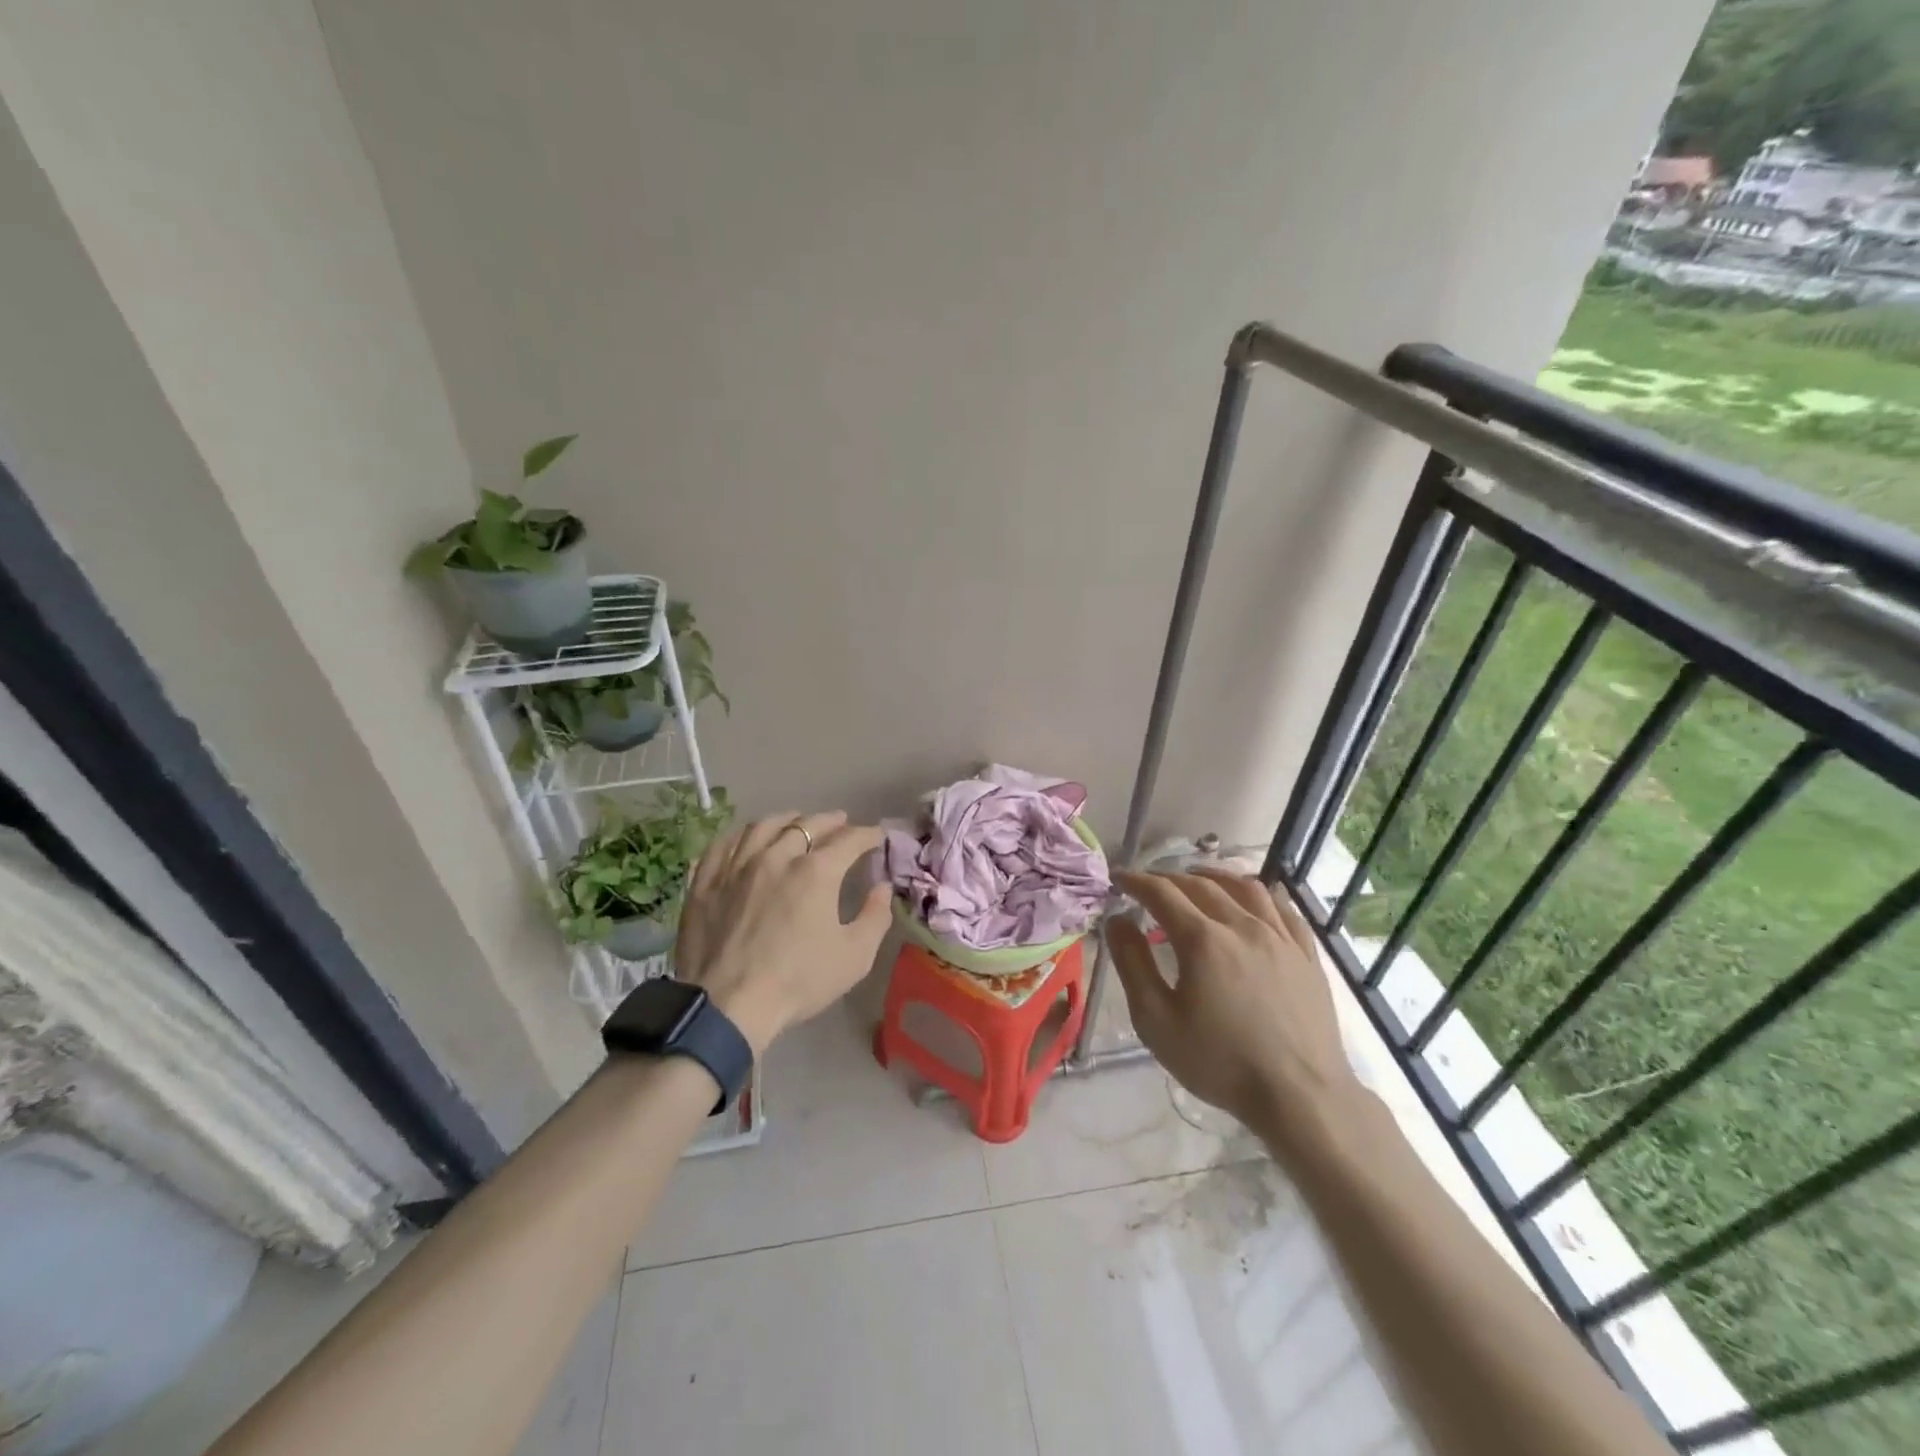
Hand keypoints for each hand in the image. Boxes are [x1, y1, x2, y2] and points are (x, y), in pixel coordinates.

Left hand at [676, 811, 890, 1054]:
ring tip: (796, 821)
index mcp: (816, 872)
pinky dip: (743, 835)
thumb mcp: (855, 957)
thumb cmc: (798, 982)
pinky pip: (725, 844)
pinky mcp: (706, 881)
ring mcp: (736, 866)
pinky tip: (748, 838)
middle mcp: (776, 856)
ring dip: (787, 820)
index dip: (868, 834)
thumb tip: (882, 887)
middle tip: (842, 822)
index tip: (878, 836)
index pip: (849, 839)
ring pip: (763, 826)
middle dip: (830, 821)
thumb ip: (875, 917)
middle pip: (807, 824)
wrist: (727, 1007)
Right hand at [1108, 868, 1363, 1154]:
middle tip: (1149, 883)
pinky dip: (1259, 894)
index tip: (1119, 878)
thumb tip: (1117, 920)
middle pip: (1200, 884)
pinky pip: (1282, 908)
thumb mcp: (1156, 1020)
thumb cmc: (1219, 1062)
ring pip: (1245, 887)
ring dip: (1214, 875)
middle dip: (1168, 877)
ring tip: (1198, 878)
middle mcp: (1241, 925)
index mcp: (1202, 940)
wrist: (1300, 1097)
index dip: (1136, 881)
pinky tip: (1252, 901)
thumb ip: (1132, 964)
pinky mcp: (1306, 955)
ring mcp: (1279, 937)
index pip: (1162, 893)